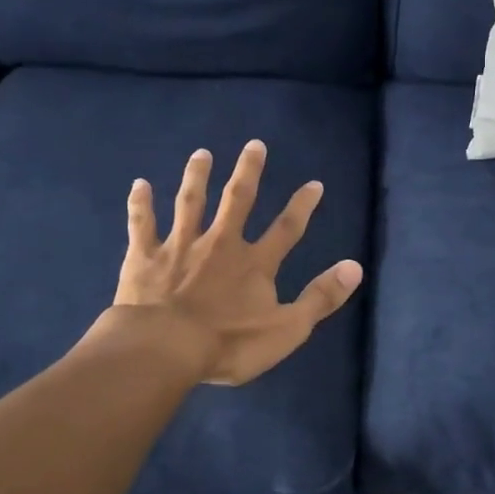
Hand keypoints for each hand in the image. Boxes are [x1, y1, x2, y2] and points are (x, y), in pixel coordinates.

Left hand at [113, 140, 363, 385]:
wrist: (164, 349)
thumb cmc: (228, 344)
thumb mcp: (287, 328)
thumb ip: (320, 298)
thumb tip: (355, 267)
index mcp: (254, 264)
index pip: (286, 229)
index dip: (302, 206)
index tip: (313, 184)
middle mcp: (220, 244)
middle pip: (237, 201)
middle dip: (248, 173)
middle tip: (254, 145)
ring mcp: (180, 247)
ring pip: (190, 203)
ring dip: (197, 177)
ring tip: (202, 154)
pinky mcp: (145, 257)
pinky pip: (143, 225)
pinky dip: (141, 204)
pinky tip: (139, 184)